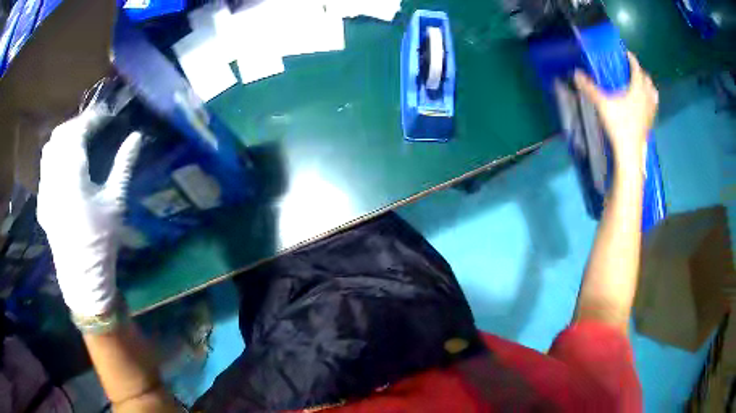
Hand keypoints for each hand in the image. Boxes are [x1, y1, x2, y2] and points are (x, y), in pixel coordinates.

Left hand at [37, 110, 141, 317]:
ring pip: (49, 149)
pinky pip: (45, 168)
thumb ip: (123, 164)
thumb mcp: (115, 201)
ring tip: (77, 142)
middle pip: (59, 135)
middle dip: (76, 125)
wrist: (82, 276)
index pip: (77, 131)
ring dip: (63, 139)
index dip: (92, 118)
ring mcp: (44, 189)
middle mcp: (53, 177)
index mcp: (72, 175)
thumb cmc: (101, 240)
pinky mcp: (42, 201)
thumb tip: (137, 136)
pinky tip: (65, 167)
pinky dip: (55, 157)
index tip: (106, 116)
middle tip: (92, 127)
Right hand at [574, 52, 658, 170]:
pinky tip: (645, 103)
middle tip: (632, 70)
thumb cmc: (618, 125)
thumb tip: (576, 73)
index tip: (627, 54)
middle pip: (647, 80)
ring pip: (653, 93)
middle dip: (640, 72)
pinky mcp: (650, 122)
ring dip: (648, 86)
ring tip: (642, 85)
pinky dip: (650, 99)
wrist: (630, 152)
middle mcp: (646, 98)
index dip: (632, 60)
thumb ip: (590, 88)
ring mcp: (650, 111)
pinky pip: (653, 105)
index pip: (637, 69)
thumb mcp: (602, 105)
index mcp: (637, 90)